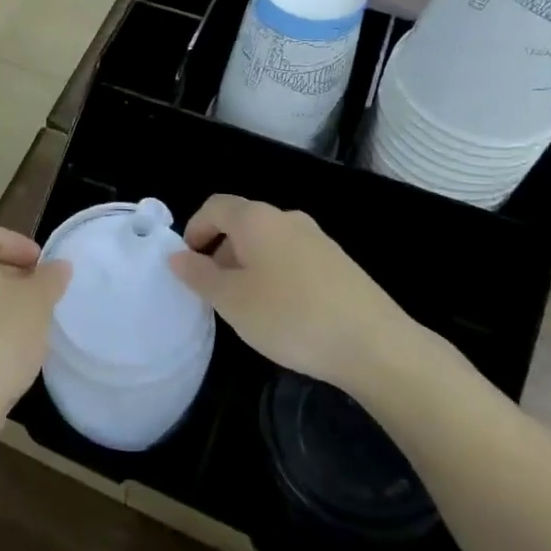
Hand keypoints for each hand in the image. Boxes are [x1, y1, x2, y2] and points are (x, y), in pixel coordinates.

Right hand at [168, 195, 431, 398]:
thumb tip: (176, 256)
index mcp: (257, 219)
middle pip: (243, 224)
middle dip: (221, 252)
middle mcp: (288, 219)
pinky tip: (284, 314)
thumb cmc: (290, 316)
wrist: (374, 344)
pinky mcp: (339, 263)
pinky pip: (293, 259)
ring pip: (269, 243)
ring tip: (247, 308)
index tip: (187, 264)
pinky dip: (276, 276)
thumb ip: (199, 275)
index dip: (195, 229)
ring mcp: (318, 240)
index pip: (215, 207)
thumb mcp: (232, 301)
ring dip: (248, 266)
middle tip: (214, 292)